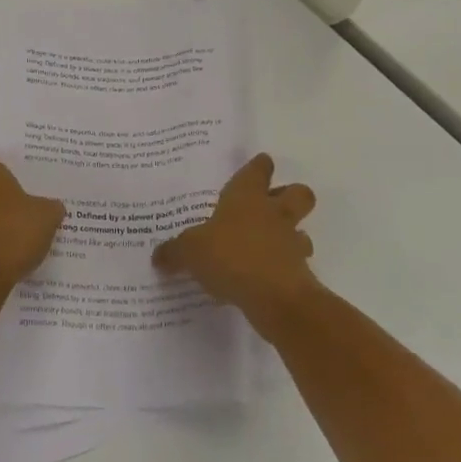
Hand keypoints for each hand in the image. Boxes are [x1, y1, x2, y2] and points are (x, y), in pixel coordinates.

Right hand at [152, 154, 318, 328]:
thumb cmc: (230, 256)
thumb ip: (175, 252)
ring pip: (302, 230)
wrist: (274, 297)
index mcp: (246, 197)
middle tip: (273, 205)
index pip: (259, 170)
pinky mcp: (301, 273)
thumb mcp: (190, 251)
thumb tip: (158, 256)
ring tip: (272, 247)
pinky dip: (287, 270)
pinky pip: (297, 265)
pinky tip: (267, 280)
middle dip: (291, 195)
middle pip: (298, 193)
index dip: (260, 166)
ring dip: (293, 236)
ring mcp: (291, 243)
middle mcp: (273, 213)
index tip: (261, 164)